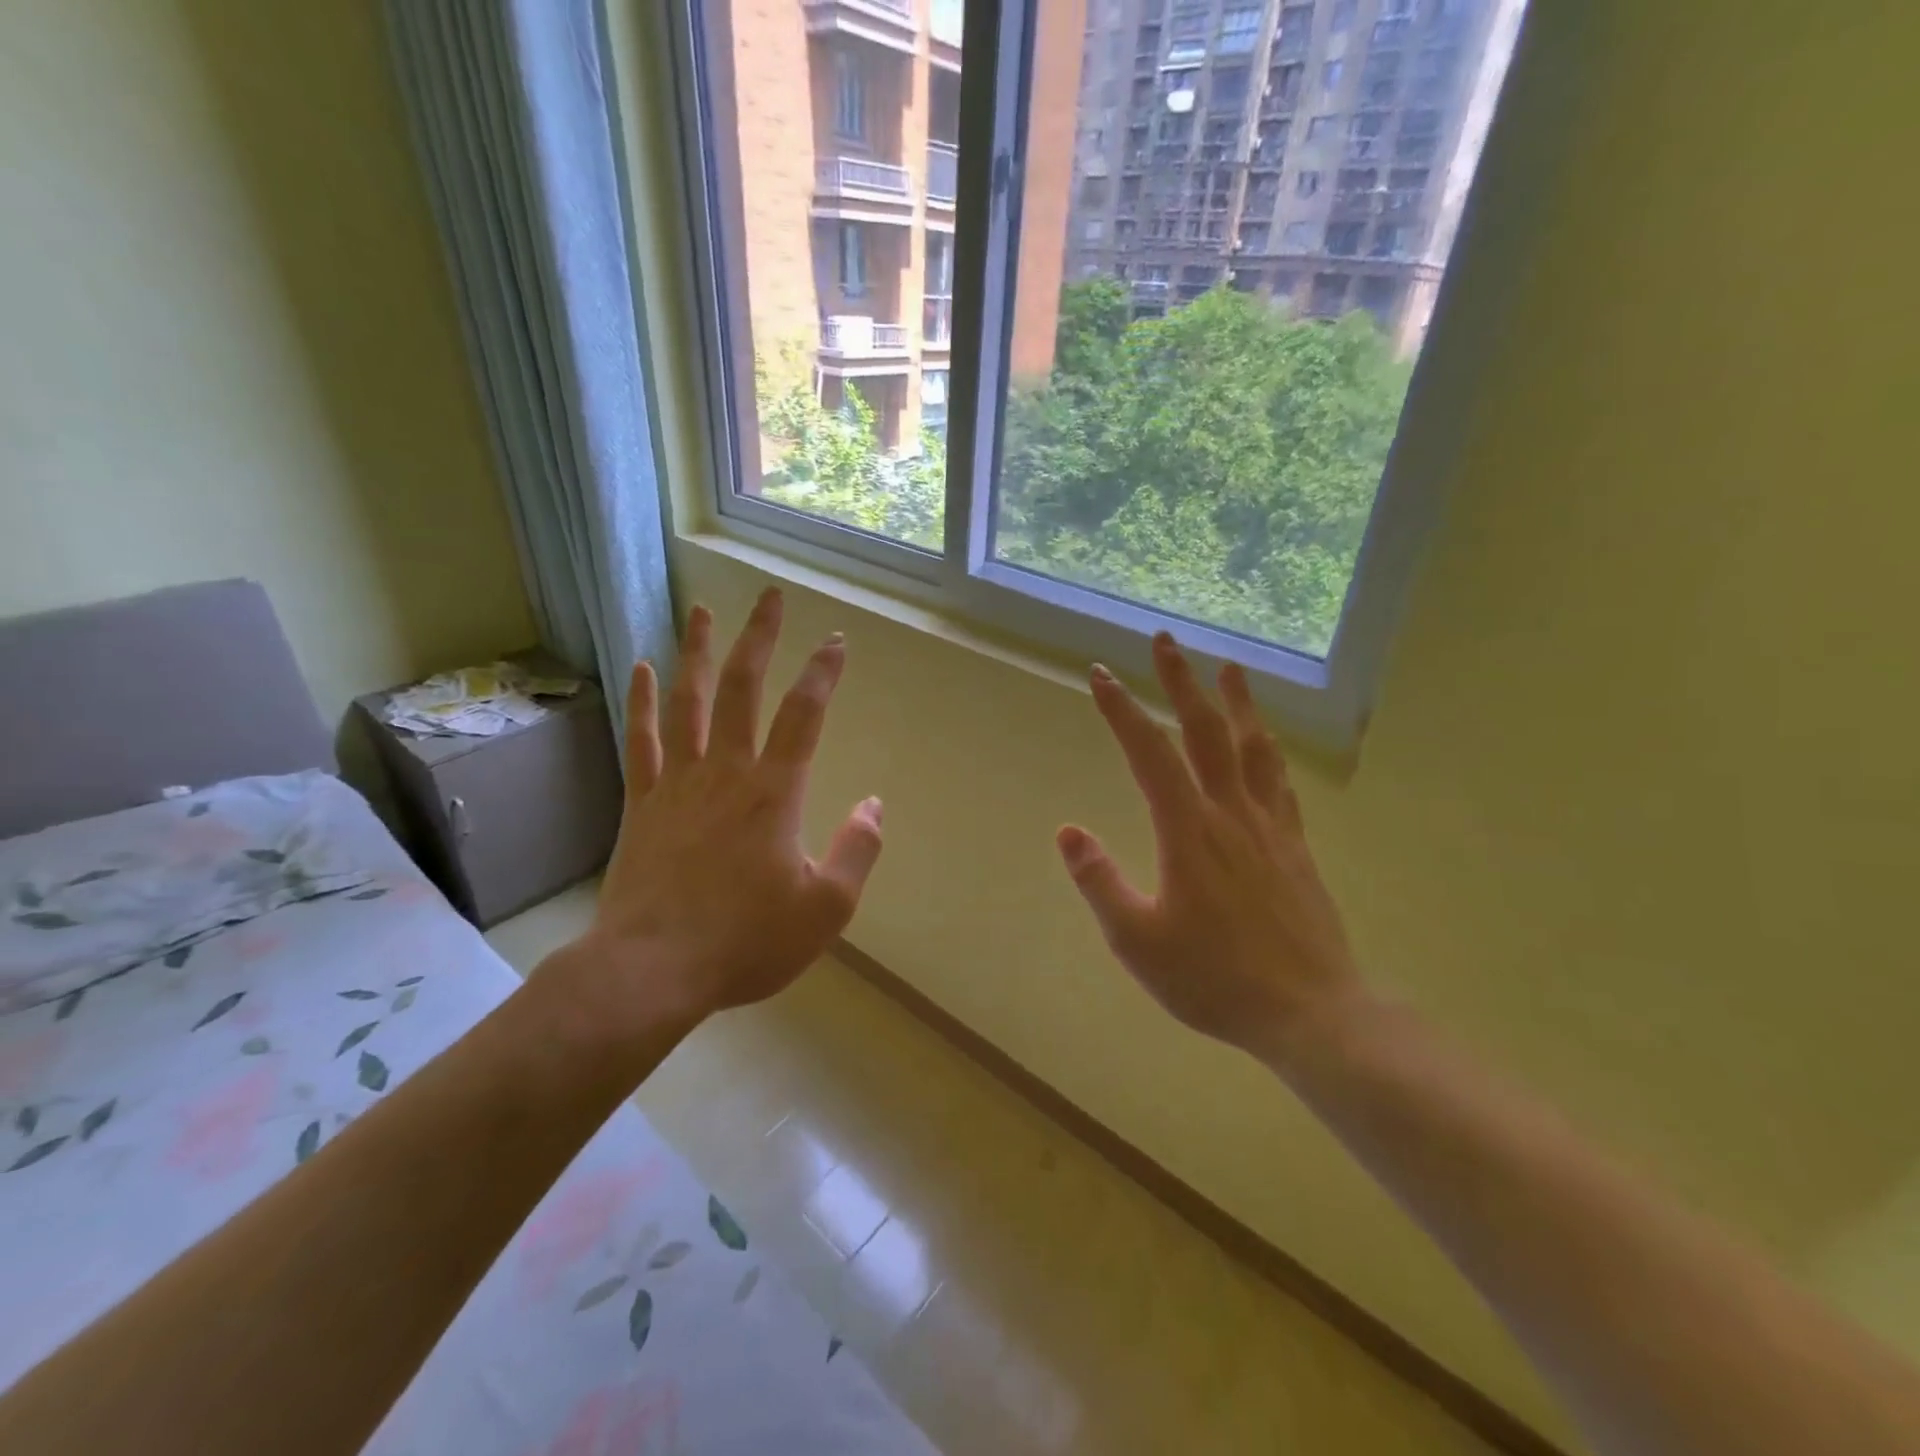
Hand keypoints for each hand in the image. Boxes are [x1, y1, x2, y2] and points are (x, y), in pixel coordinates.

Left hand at [546, 589, 882, 1039]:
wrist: (652, 970)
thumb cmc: (746, 941)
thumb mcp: (826, 908)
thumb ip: (858, 851)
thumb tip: (875, 805)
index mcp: (775, 794)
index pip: (804, 715)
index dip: (823, 673)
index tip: (836, 642)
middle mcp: (726, 773)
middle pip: (743, 689)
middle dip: (760, 639)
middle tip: (770, 597)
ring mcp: (678, 783)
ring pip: (689, 702)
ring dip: (699, 653)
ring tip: (704, 610)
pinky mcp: (642, 802)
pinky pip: (641, 740)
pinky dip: (642, 701)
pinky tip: (642, 669)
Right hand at [1057, 633, 1364, 1059]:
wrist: (1309, 1012)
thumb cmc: (1214, 978)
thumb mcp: (1137, 939)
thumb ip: (1099, 881)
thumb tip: (1068, 830)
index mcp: (1187, 831)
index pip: (1149, 754)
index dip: (1122, 711)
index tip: (1101, 675)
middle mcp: (1229, 813)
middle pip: (1204, 732)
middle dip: (1181, 682)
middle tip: (1166, 641)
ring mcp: (1269, 827)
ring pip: (1251, 748)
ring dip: (1236, 703)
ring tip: (1230, 667)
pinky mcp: (1295, 847)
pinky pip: (1279, 783)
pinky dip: (1268, 750)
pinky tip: (1265, 743)